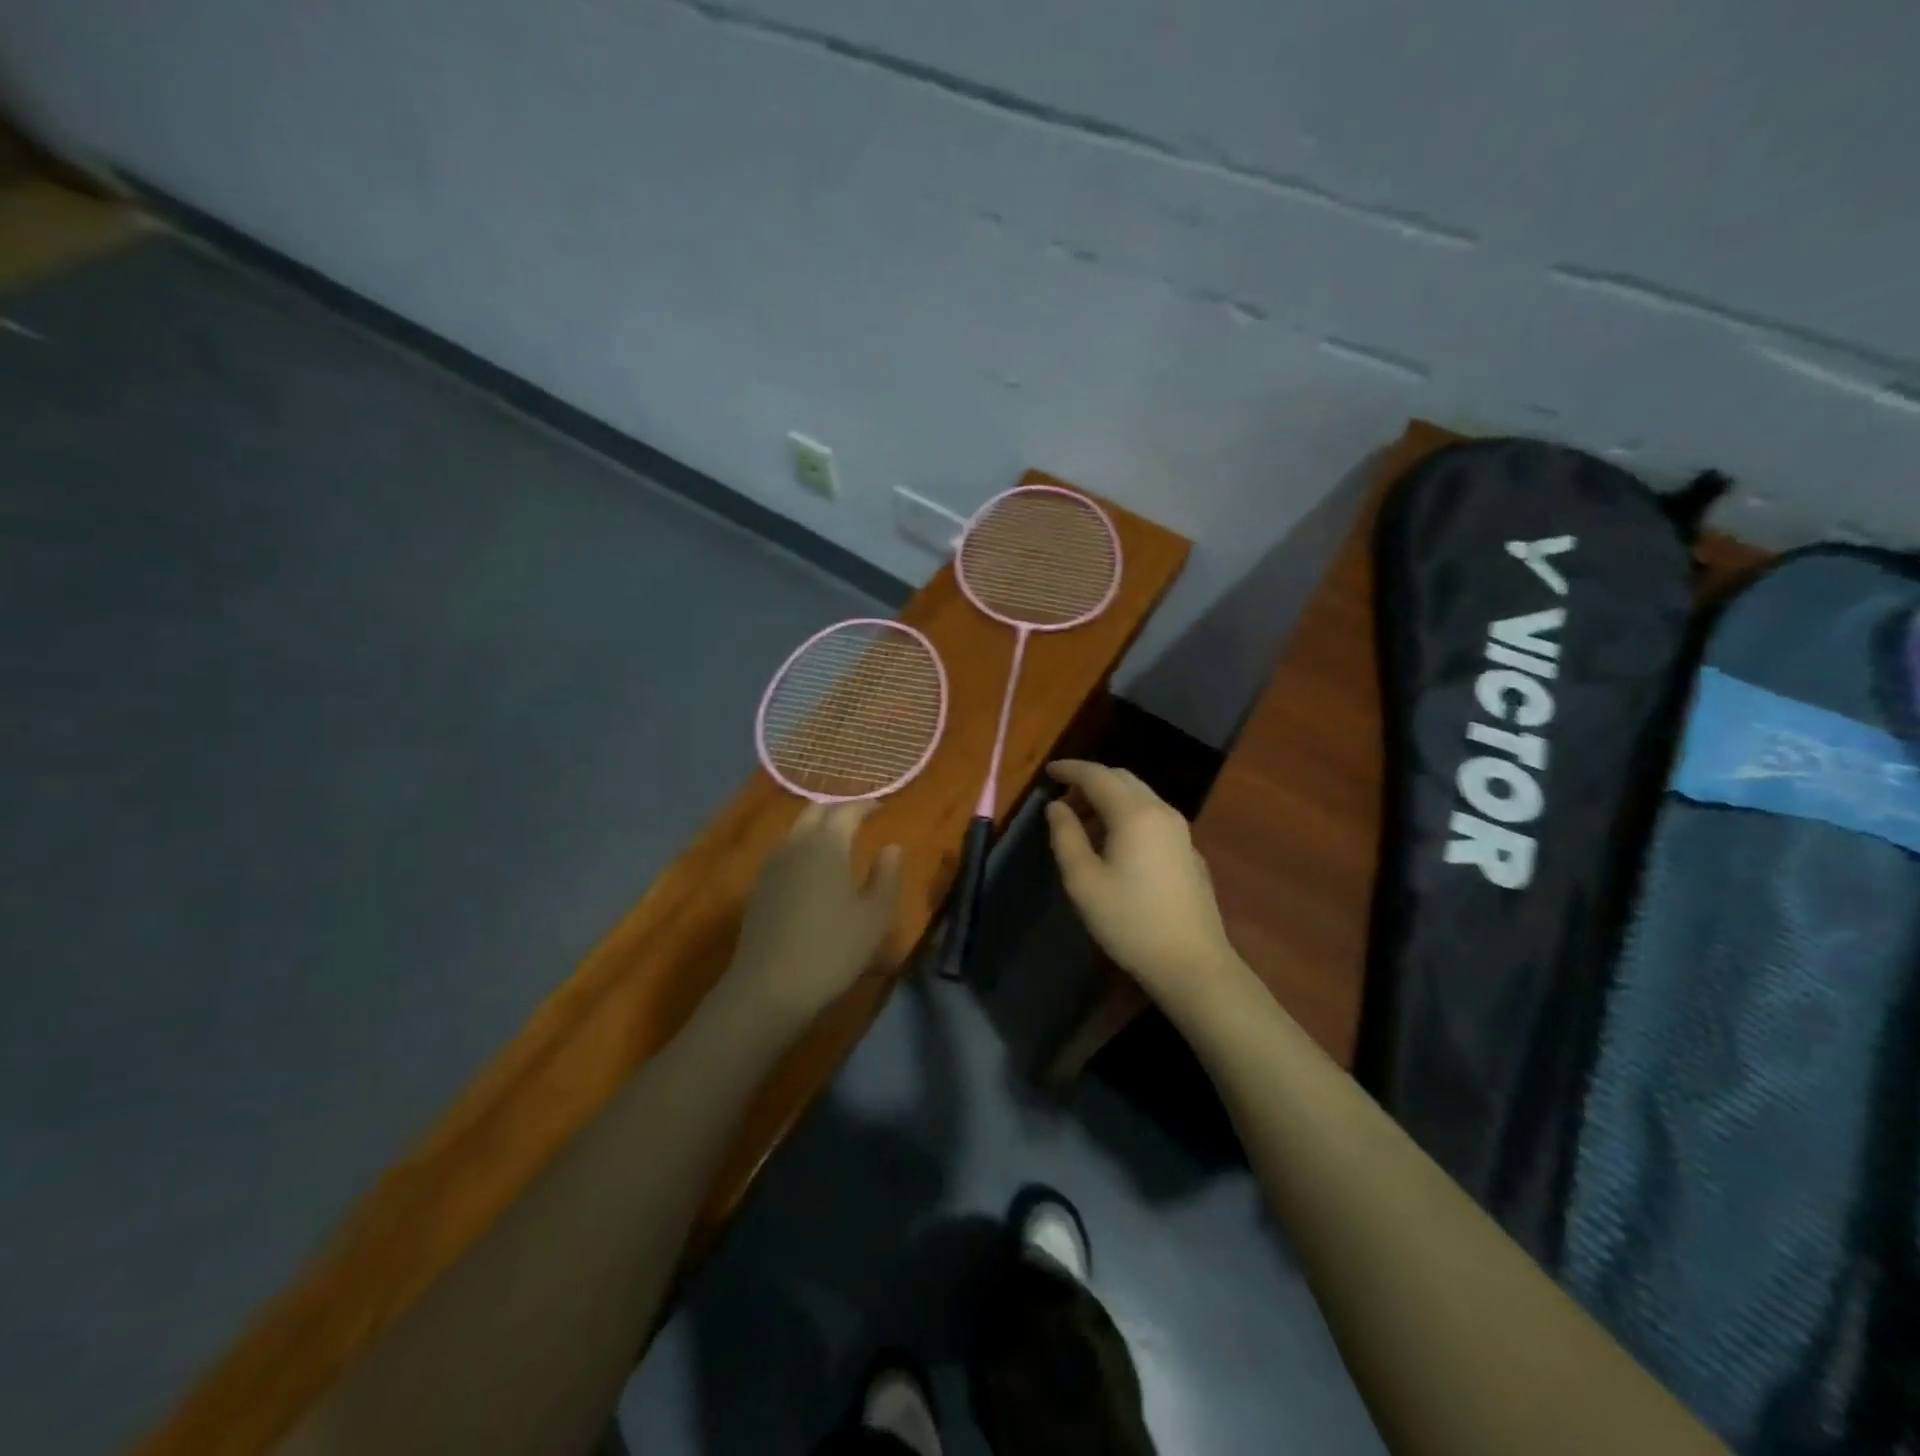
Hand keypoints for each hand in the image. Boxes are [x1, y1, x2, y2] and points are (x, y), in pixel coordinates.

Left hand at [728, 801, 902, 1024]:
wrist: (769, 987)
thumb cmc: (832, 949)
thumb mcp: (875, 917)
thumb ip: (887, 876)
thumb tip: (892, 847)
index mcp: (827, 844)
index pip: (847, 810)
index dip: (866, 805)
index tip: (882, 808)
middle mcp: (796, 844)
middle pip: (816, 811)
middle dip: (838, 809)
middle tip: (859, 818)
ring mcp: (772, 865)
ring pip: (797, 830)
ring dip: (818, 826)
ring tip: (839, 840)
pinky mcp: (759, 887)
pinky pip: (785, 851)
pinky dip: (803, 846)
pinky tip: (813, 868)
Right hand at [1044, 761, 1239, 1000]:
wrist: (1192, 963)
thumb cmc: (1129, 921)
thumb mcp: (1083, 881)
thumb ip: (1066, 836)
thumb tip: (1056, 807)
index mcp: (1134, 813)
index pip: (1097, 775)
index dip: (1070, 769)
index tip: (1048, 771)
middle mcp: (1161, 812)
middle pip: (1122, 779)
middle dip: (1090, 781)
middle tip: (1063, 800)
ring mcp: (1180, 832)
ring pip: (1140, 797)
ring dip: (1109, 799)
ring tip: (1083, 824)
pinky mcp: (1188, 852)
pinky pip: (1152, 817)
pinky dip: (1127, 815)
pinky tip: (1115, 845)